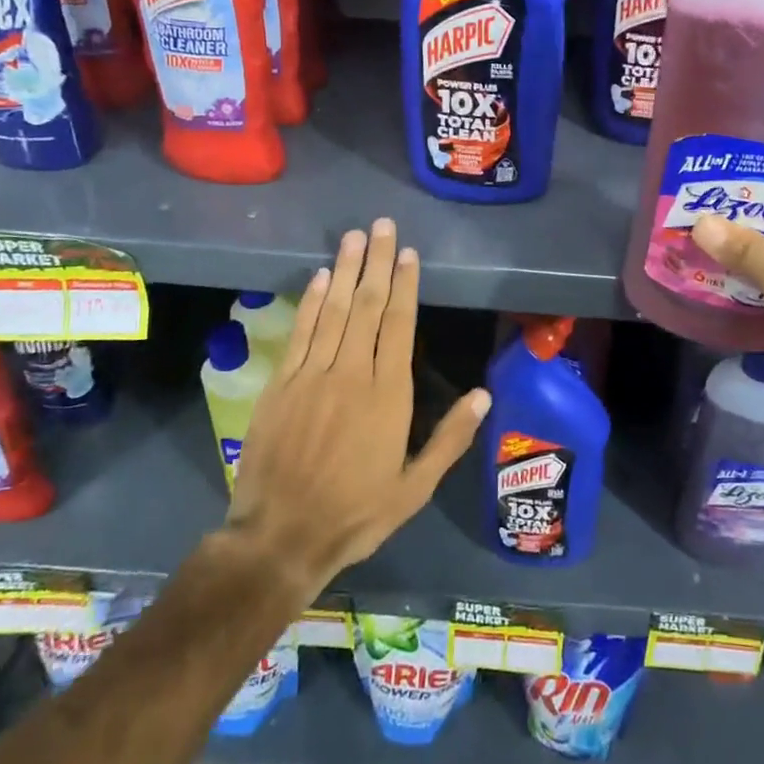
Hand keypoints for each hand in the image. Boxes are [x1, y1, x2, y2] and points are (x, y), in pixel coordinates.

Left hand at [225, 219, 489, 593]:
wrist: (281, 537)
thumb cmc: (356, 513)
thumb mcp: (415, 487)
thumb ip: (450, 438)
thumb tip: (483, 394)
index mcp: (388, 395)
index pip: (398, 325)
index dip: (404, 286)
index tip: (408, 254)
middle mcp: (351, 373)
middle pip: (366, 306)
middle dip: (376, 263)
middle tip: (382, 225)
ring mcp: (312, 375)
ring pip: (333, 310)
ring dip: (344, 270)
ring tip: (354, 237)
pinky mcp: (280, 384)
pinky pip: (300, 332)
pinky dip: (310, 302)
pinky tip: (318, 278)